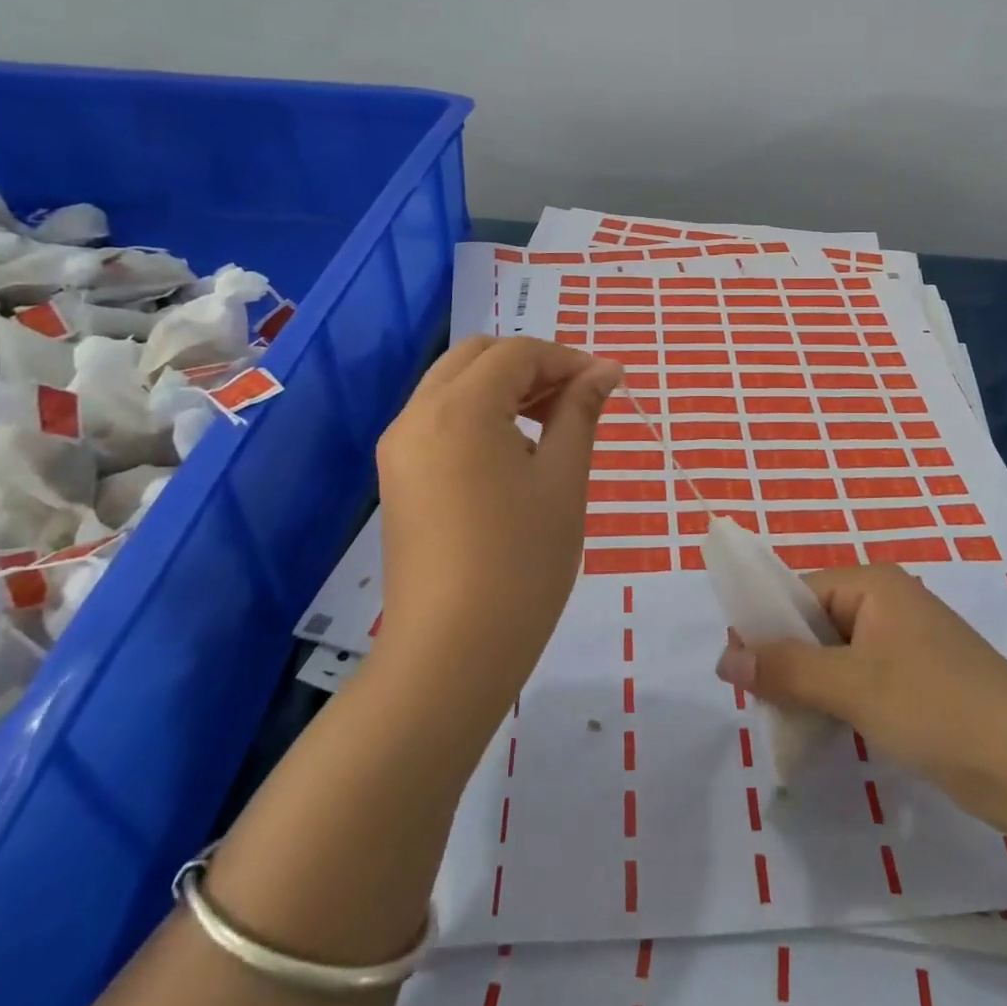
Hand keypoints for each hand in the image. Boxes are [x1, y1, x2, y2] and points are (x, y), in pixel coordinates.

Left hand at [376, 335, 621, 706]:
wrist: (450, 653)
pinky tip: (514, 452)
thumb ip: (580, 413)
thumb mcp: (562, 480)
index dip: (567, 359)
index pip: (517, 352)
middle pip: (478, 356)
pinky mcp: (398, 476)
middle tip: (577, 399)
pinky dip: (479, 413)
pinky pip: (440, 418)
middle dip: (532, 365)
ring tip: (552, 425)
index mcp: (459, 408)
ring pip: (454, 384)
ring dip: (504, 387)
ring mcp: (400, 446)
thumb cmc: (521, 562)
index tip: (608, 384)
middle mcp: (418, 414)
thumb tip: (605, 371)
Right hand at [716, 563, 1006, 821]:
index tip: (736, 670)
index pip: (799, 592)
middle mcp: (890, 603)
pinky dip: (840, 701)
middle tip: (761, 703)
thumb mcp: (852, 686)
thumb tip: (723, 656)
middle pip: (817, 623)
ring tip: (789, 723)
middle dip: (788, 661)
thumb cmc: (937, 707)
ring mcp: (909, 643)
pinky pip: (863, 678)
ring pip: (838, 656)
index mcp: (874, 584)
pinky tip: (827, 732)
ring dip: (812, 686)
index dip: (765, 627)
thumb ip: (786, 669)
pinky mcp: (922, 681)